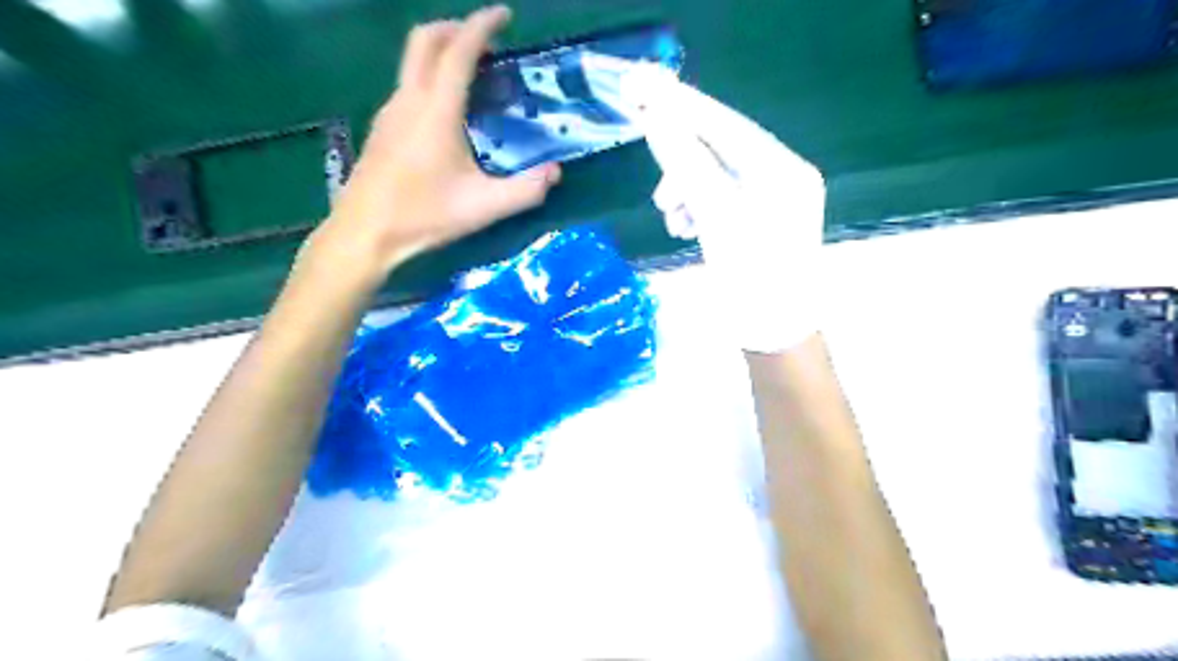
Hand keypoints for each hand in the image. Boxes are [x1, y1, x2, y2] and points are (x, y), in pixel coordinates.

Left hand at [311, 6, 563, 282]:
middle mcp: (409, 100)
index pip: (459, 51)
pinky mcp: (382, 128)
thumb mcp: (484, 208)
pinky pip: (407, 84)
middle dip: (456, 28)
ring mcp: (390, 112)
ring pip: (412, 60)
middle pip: (425, 39)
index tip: (504, 14)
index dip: (483, 26)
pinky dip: (429, 76)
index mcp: (436, 110)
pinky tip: (445, 110)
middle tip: (486, 41)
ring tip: (471, 73)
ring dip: (441, 51)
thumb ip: (525, 191)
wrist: (365, 233)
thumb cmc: (424, 216)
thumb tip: (555, 173)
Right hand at [619, 66, 821, 352]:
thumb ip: (688, 165)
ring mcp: (771, 201)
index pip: (728, 125)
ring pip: (714, 177)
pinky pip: (719, 200)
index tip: (647, 96)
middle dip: (683, 164)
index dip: (686, 110)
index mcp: (783, 170)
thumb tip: (659, 120)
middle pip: (721, 150)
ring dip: (686, 190)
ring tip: (671, 217)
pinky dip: (697, 208)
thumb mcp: (717, 217)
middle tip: (658, 186)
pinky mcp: (757, 222)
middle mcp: (782, 177)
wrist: (773, 335)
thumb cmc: (751, 278)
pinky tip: (684, 227)